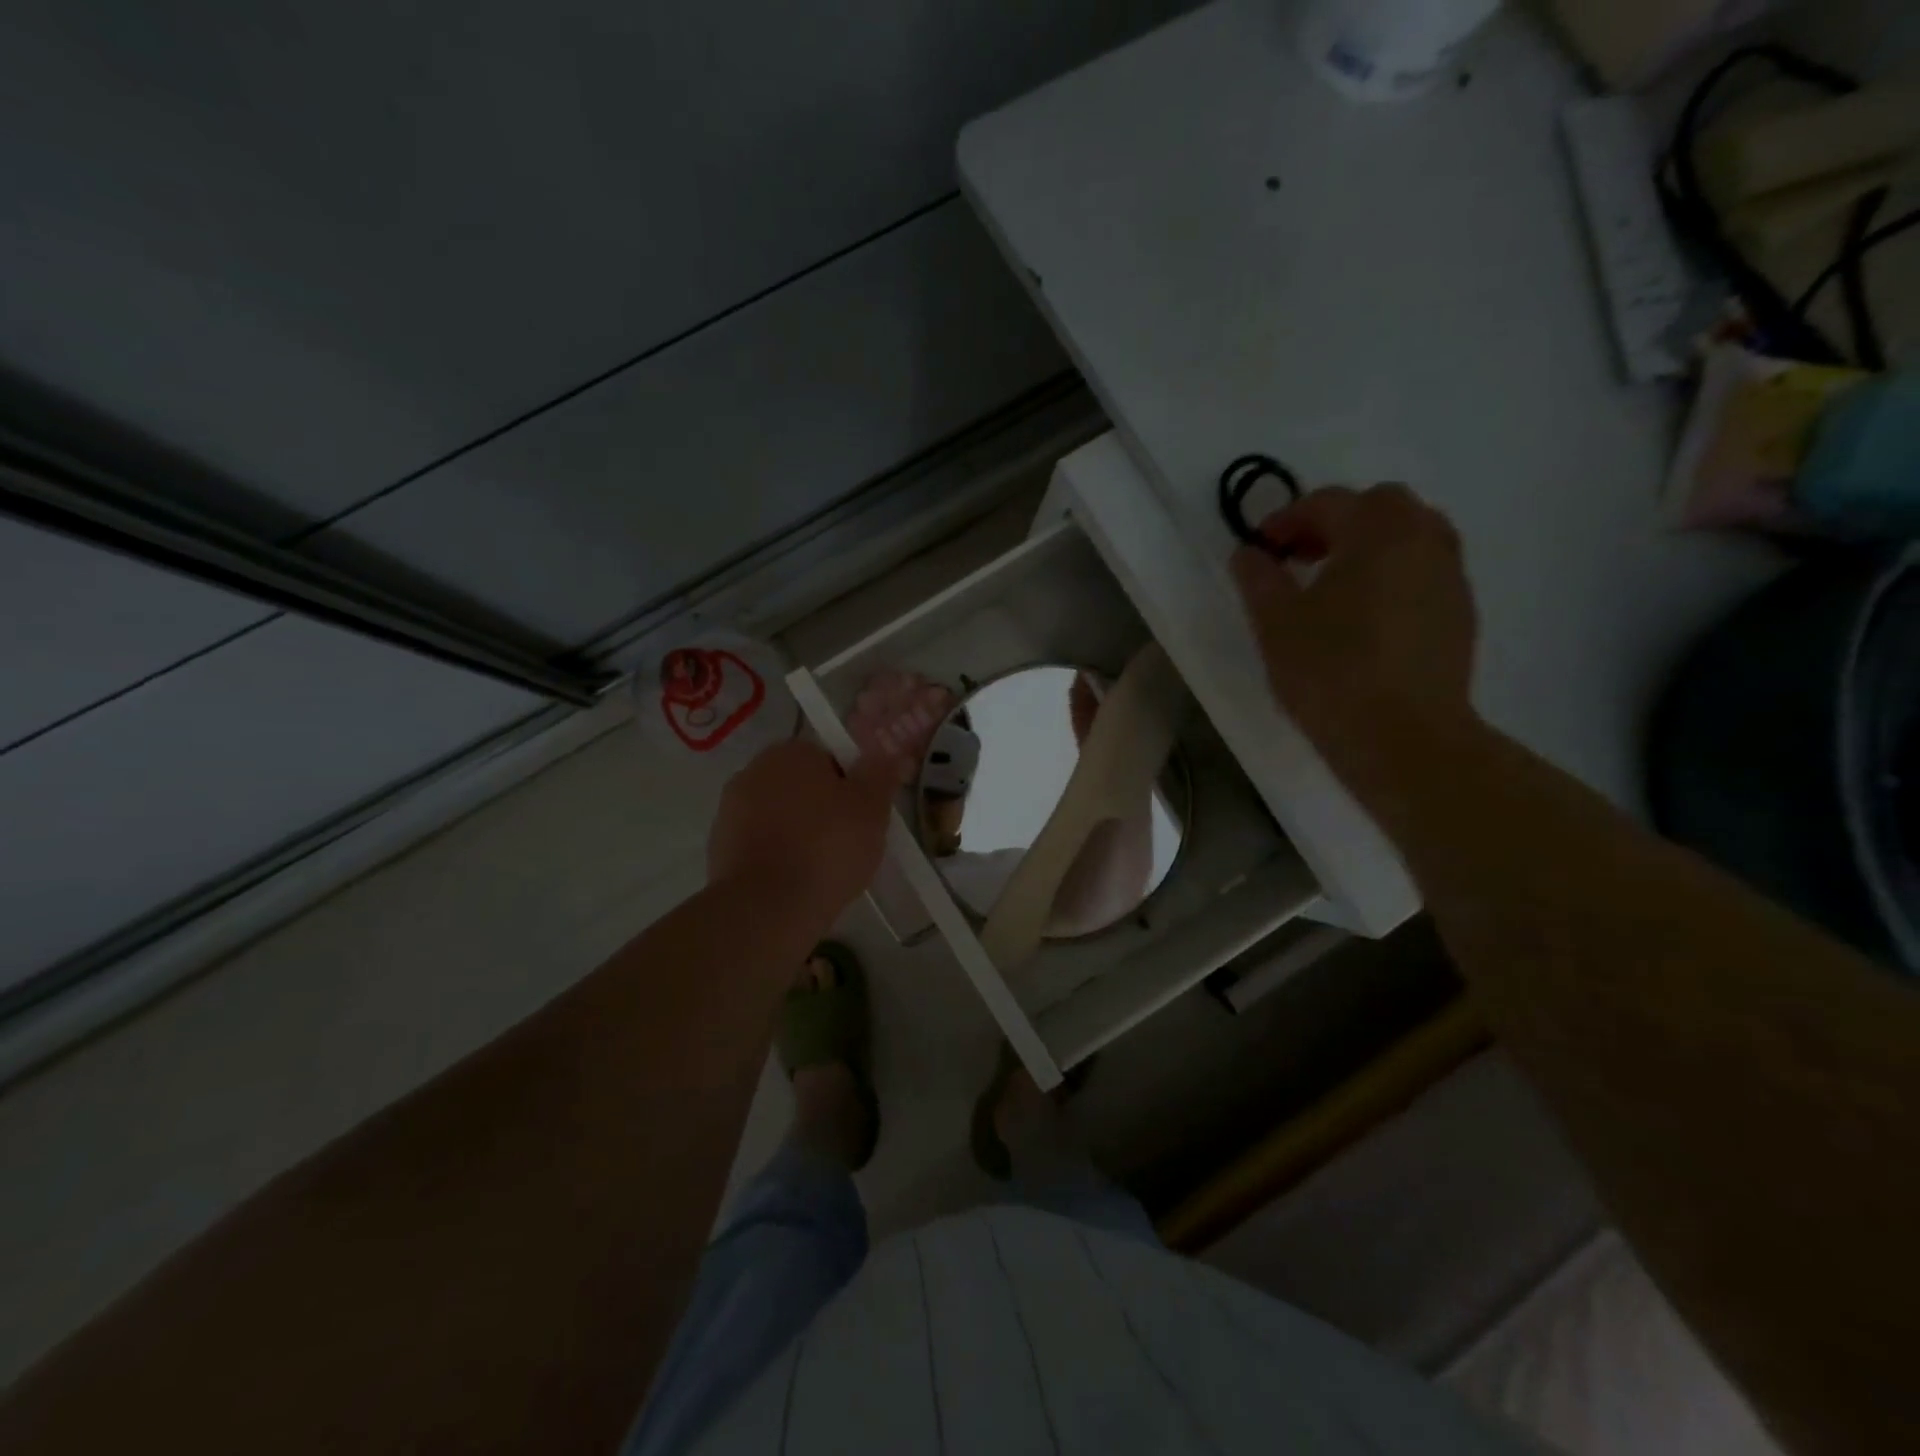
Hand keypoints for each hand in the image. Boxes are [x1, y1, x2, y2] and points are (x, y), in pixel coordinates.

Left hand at [707, 740, 894, 921]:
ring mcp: (730, 810)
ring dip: (797, 832)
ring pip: (779, 816)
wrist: (767, 907)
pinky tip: (796, 881)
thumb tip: (889, 753)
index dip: (850, 785)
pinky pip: (760, 844)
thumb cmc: (827, 847)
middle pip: (800, 786)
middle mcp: (753, 771)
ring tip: (823, 867)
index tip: (863, 814)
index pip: (828, 758)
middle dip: (821, 808)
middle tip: (848, 841)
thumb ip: (880, 774)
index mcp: (790, 752)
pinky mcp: (719, 848)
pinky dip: (777, 856)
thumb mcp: (871, 808)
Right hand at [1230, 484, 1477, 774]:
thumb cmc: (1330, 671)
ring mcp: (1451, 577)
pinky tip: (1364, 618)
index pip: (1327, 503)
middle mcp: (1425, 539)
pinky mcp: (1461, 614)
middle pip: (1380, 507)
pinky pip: (1424, 573)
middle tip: (1299, 559)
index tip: (1258, 550)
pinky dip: (1392, 576)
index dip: (1285, 519)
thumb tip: (1248, 552)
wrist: (1403, 737)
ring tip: (1332, 587)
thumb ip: (1258, 577)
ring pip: (1410, 538)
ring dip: (1369, 548)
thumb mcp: (1275, 623)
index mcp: (1379, 531)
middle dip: (1335, 524)